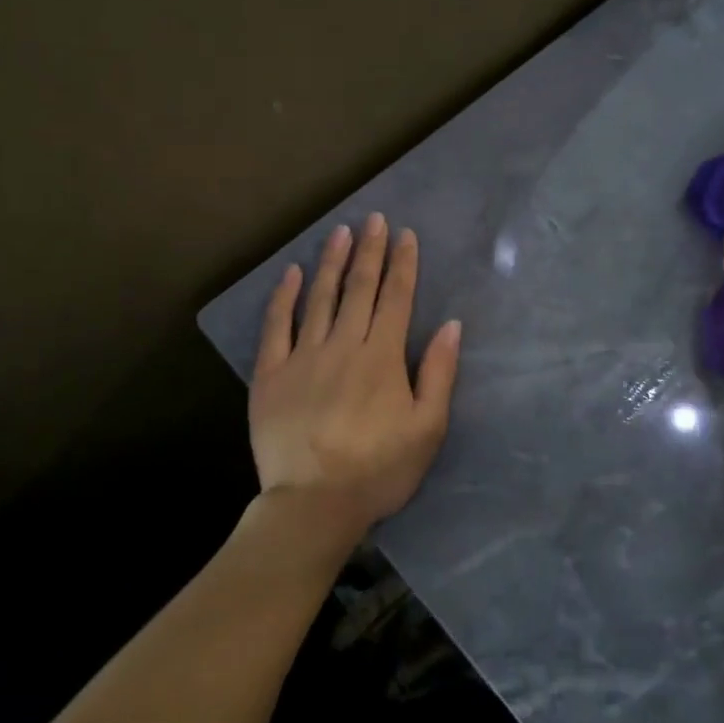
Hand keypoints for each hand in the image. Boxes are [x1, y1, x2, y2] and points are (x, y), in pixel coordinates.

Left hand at [249, 213, 461, 542]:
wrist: (314, 504)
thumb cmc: (379, 470)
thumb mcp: (427, 428)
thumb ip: (439, 373)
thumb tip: (452, 325)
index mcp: (382, 357)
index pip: (396, 298)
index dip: (403, 264)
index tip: (405, 235)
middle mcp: (343, 345)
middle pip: (359, 289)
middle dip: (369, 251)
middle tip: (373, 218)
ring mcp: (303, 356)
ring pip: (319, 298)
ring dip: (331, 262)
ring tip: (339, 232)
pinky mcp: (271, 374)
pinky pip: (276, 326)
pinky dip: (284, 297)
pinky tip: (291, 273)